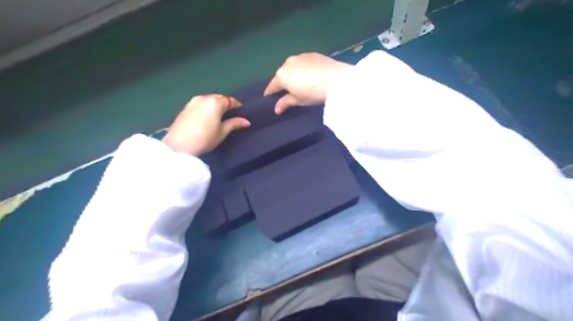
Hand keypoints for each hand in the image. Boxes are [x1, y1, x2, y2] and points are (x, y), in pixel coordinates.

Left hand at [161, 94, 250, 154]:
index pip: (230, 100)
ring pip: (208, 100)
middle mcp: (203, 98)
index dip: (237, 105)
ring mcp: (192, 102)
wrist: (179, 145)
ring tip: (219, 115)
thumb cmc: (205, 138)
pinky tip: (207, 117)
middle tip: (230, 114)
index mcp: (215, 102)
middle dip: (225, 104)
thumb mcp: (222, 132)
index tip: (241, 111)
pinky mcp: (185, 108)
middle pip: (218, 98)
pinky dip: (206, 108)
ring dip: (215, 105)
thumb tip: (246, 121)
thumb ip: (234, 124)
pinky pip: (200, 104)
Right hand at [262, 52, 349, 113]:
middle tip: (287, 91)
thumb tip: (276, 109)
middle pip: (282, 74)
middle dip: (282, 82)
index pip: (272, 85)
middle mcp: (288, 63)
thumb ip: (285, 103)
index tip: (268, 98)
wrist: (335, 80)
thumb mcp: (298, 100)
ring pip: (292, 66)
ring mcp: (300, 56)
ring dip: (293, 73)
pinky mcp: (312, 54)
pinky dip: (303, 68)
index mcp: (282, 75)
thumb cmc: (312, 93)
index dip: (270, 93)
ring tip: (299, 82)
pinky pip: (303, 62)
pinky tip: (310, 75)